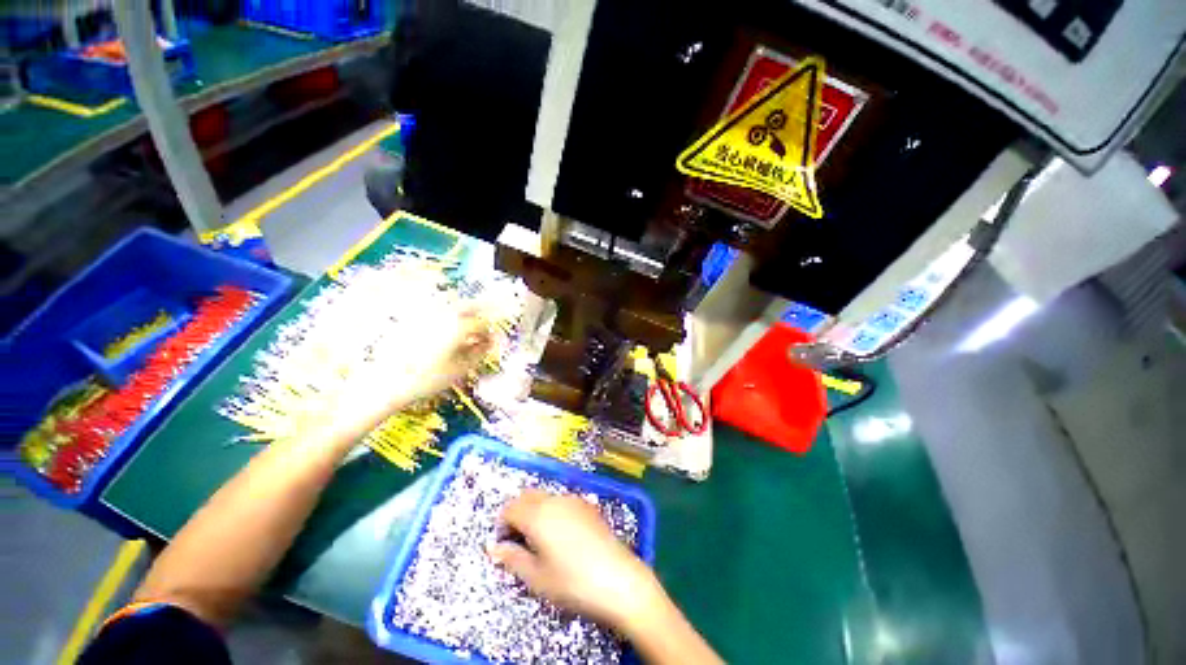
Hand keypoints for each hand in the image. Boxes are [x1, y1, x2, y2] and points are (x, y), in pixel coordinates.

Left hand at [317, 307, 491, 445]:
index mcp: (458, 325)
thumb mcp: (461, 369)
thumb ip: (481, 352)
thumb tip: (491, 342)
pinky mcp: (412, 319)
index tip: (492, 343)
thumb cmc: (427, 379)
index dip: (491, 333)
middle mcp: (443, 314)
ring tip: (466, 334)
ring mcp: (426, 314)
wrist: (384, 384)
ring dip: (465, 316)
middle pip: (469, 306)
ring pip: (453, 307)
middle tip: (483, 330)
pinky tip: (446, 335)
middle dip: (480, 316)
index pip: (483, 323)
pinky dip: (448, 319)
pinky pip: (437, 313)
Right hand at [488, 490, 664, 634]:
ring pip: (545, 497)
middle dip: (517, 514)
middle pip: (527, 497)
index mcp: (537, 514)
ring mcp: (574, 500)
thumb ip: (512, 558)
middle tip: (518, 542)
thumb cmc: (572, 583)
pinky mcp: (588, 506)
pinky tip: (561, 536)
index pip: (509, 508)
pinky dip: (552, 511)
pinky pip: (561, 502)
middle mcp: (554, 500)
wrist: (619, 579)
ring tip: (539, 541)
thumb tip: (493, 547)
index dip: (502, 525)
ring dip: (535, 511)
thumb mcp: (536, 577)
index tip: (504, 546)